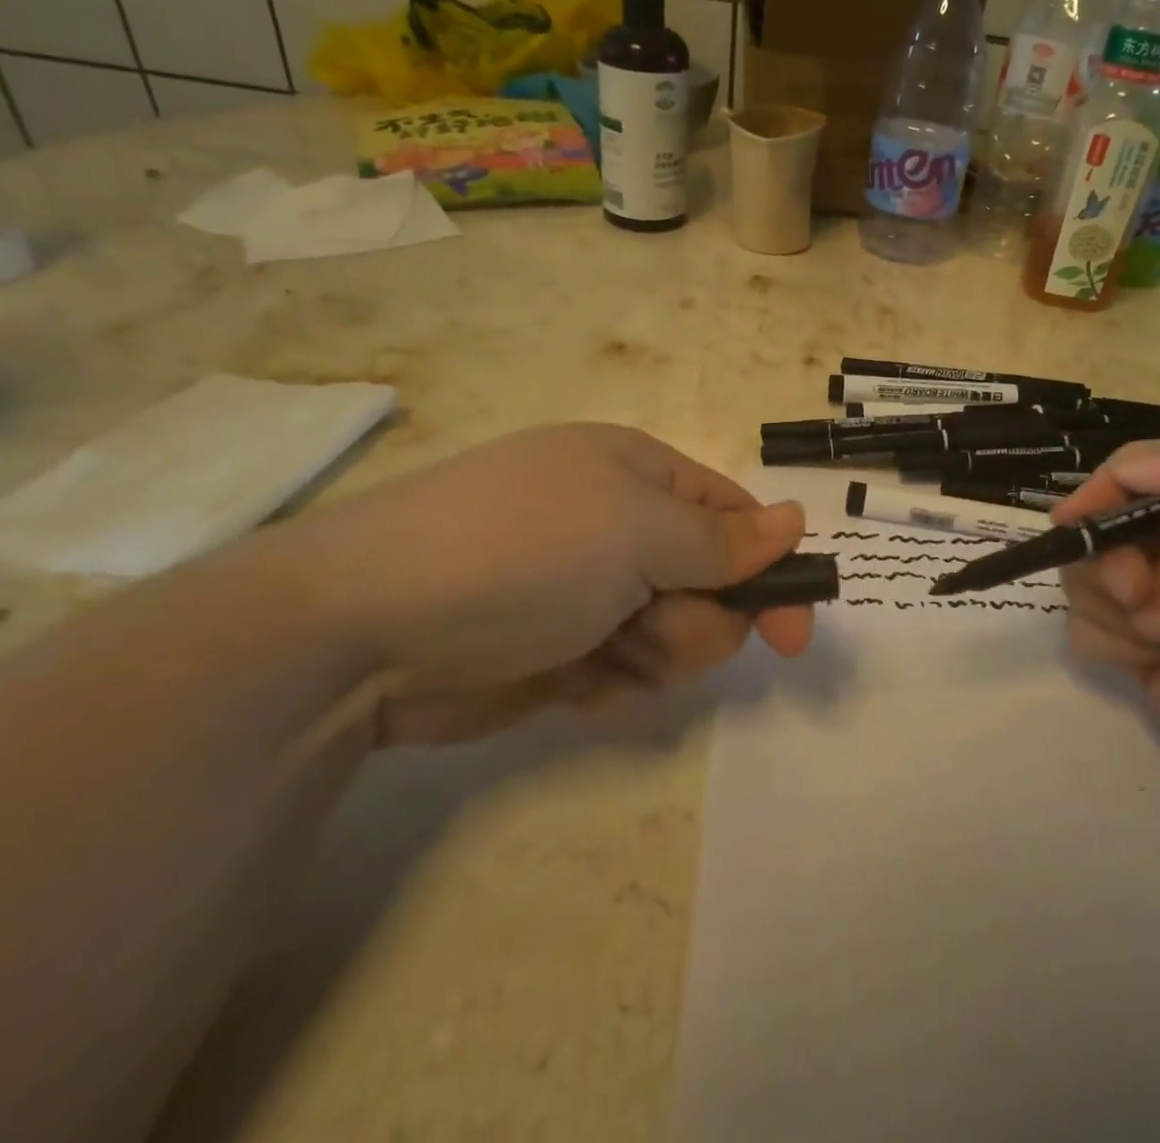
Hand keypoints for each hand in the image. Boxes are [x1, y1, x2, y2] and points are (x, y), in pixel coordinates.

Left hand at [279, 423, 809, 743]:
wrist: (364, 630)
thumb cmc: (522, 552)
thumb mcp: (636, 532)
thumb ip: (723, 540)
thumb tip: (796, 520)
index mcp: (639, 475)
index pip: (735, 519)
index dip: (771, 571)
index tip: (795, 632)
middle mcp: (619, 527)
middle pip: (712, 584)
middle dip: (698, 620)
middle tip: (655, 630)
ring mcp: (589, 590)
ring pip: (675, 635)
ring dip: (655, 655)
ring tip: (604, 655)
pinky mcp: (561, 648)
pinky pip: (626, 672)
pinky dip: (612, 684)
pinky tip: (572, 683)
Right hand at [1055, 422, 1159, 802]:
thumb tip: (1123, 469)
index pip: (1134, 467)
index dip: (1101, 488)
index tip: (1081, 519)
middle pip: (1098, 523)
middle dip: (1110, 556)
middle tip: (1139, 590)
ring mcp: (1157, 597)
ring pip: (1084, 575)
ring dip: (1115, 604)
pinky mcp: (1138, 650)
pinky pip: (1085, 628)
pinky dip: (1113, 642)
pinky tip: (1157, 661)